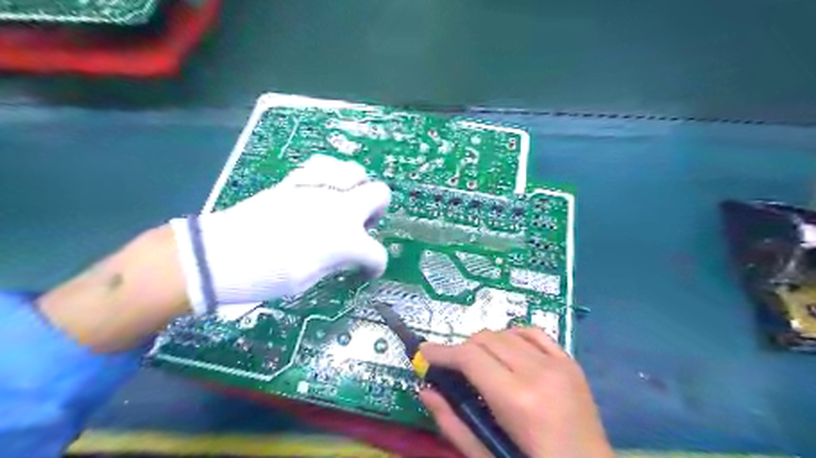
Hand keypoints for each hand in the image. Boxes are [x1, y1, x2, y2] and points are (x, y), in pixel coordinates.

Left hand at [170, 155, 388, 314]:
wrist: (224, 255)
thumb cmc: (269, 276)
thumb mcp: (311, 278)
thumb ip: (337, 261)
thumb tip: (347, 256)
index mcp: (347, 239)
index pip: (377, 253)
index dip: (375, 265)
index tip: (367, 270)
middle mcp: (341, 208)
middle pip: (380, 194)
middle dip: (377, 210)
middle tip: (362, 225)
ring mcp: (319, 190)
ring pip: (356, 172)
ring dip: (357, 187)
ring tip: (343, 203)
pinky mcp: (297, 180)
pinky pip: (323, 166)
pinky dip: (329, 175)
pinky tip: (319, 190)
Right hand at [420, 327, 612, 456]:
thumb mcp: (487, 454)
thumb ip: (453, 423)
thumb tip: (426, 391)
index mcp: (517, 400)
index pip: (470, 357)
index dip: (443, 352)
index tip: (424, 352)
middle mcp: (538, 373)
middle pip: (486, 339)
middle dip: (463, 349)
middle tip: (453, 367)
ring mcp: (558, 364)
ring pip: (507, 332)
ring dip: (486, 343)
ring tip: (481, 363)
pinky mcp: (570, 363)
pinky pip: (534, 333)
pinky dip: (514, 335)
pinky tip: (508, 350)